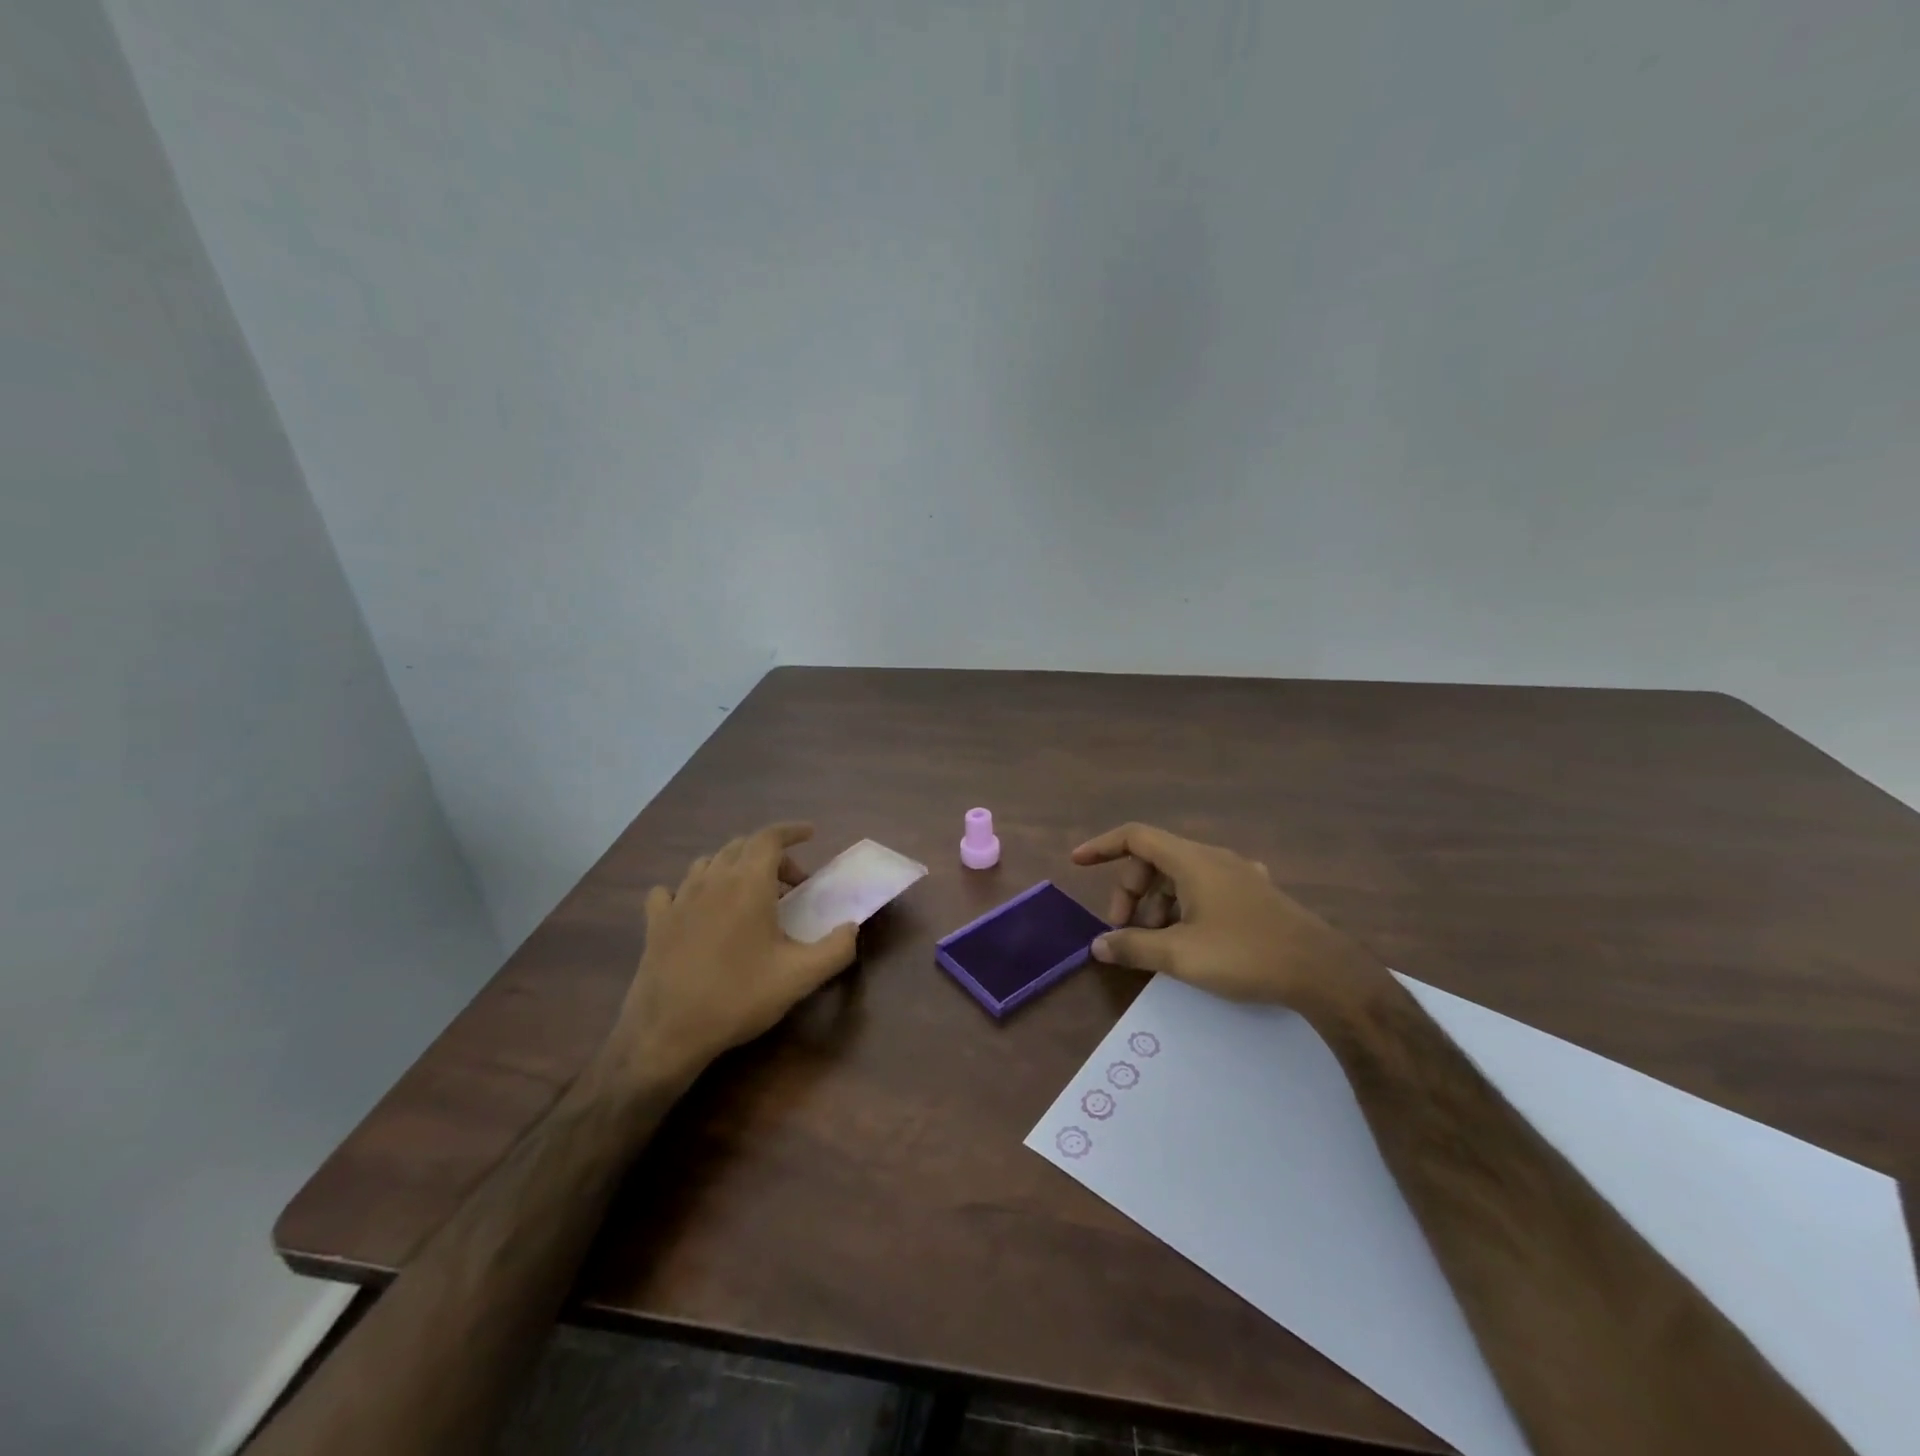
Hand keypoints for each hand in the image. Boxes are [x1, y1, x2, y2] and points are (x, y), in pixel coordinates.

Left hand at [607, 822, 857, 1086]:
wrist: (667, 1032)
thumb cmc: (739, 997)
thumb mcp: (800, 977)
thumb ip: (836, 948)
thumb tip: (852, 927)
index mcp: (748, 883)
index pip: (769, 837)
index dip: (791, 831)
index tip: (810, 834)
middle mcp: (712, 880)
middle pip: (741, 846)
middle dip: (770, 855)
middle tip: (791, 885)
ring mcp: (679, 899)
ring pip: (708, 863)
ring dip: (734, 868)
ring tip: (749, 895)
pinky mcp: (656, 922)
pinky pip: (672, 890)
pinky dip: (691, 890)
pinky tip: (697, 909)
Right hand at [1070, 822, 1386, 1018]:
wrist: (1323, 973)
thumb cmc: (1245, 955)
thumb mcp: (1181, 955)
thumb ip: (1134, 946)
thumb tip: (1098, 946)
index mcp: (1192, 860)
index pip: (1135, 836)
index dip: (1102, 846)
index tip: (1078, 863)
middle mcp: (1214, 858)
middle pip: (1155, 859)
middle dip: (1130, 890)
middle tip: (1123, 930)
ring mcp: (1238, 875)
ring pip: (1180, 876)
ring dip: (1157, 903)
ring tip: (1156, 943)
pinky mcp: (1255, 895)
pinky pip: (1205, 889)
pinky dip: (1183, 907)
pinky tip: (1190, 938)